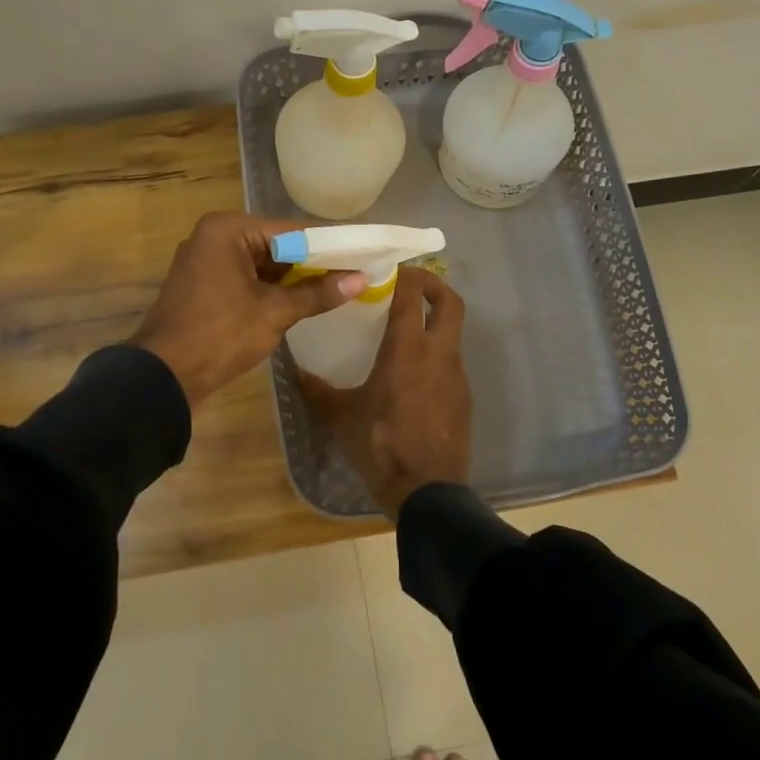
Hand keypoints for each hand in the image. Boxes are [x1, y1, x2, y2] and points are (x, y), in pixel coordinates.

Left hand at [129, 212, 366, 406]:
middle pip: (276, 245)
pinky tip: (301, 301)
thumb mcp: (275, 313)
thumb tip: (361, 280)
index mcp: (228, 229)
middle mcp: (214, 236)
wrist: (163, 375)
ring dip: (293, 279)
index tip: (362, 256)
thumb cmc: (220, 334)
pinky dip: (270, 289)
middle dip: (312, 263)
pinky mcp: (203, 284)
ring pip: (262, 264)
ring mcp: (205, 260)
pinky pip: (246, 278)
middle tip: (354, 275)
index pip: (291, 230)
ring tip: (337, 288)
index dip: (329, 245)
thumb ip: (318, 293)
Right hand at [300, 266, 471, 519]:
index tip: (391, 268)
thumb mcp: (340, 417)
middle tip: (411, 284)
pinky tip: (415, 375)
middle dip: (434, 285)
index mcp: (406, 350)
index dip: (404, 275)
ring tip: (407, 331)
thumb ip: (318, 391)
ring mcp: (457, 377)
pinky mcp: (464, 398)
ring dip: (435, 323)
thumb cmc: (380, 445)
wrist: (426, 491)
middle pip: (450, 303)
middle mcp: (438, 354)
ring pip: (454, 334)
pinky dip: (437, 355)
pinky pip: (452, 364)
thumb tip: (295, 373)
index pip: (411, 296)